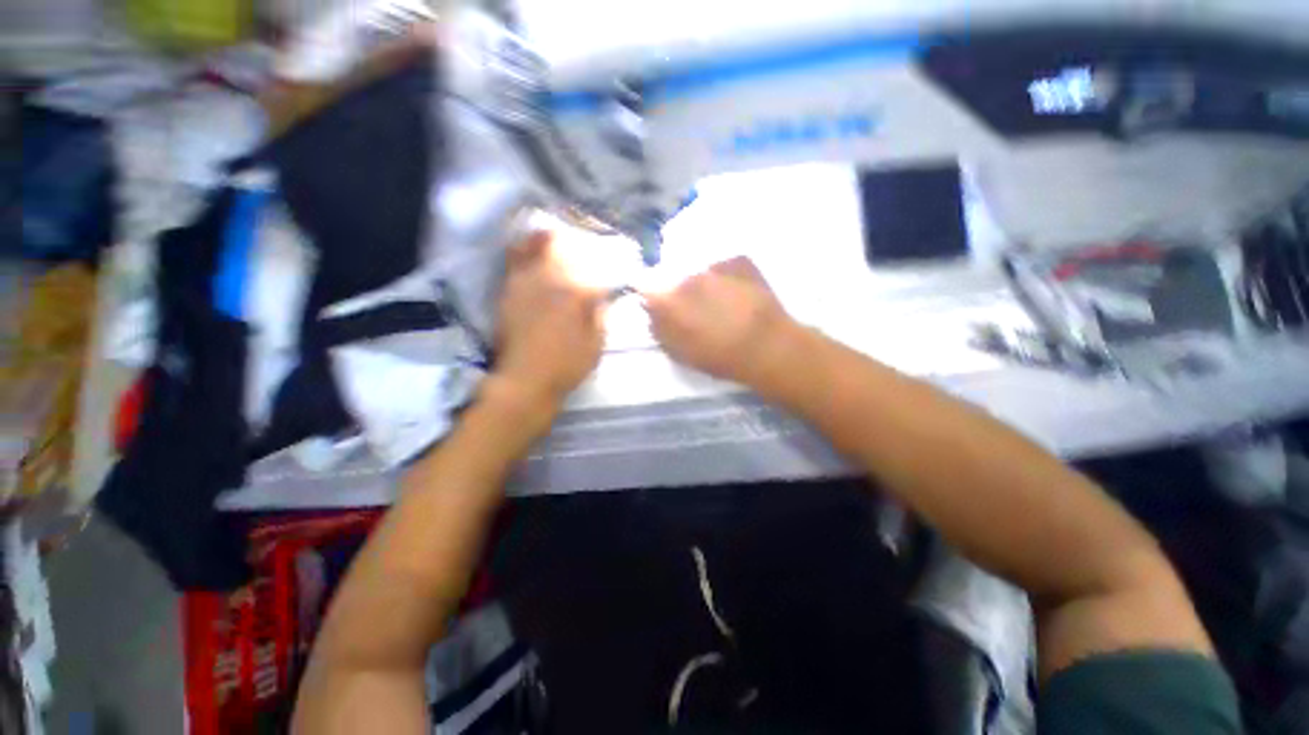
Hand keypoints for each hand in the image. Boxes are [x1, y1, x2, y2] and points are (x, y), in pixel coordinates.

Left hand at [493, 230, 607, 407]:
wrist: (524, 380)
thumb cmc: (567, 366)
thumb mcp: (596, 344)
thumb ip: (601, 315)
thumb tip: (601, 296)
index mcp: (577, 293)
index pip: (595, 269)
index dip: (604, 268)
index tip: (608, 272)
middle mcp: (551, 279)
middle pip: (563, 246)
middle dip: (574, 245)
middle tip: (581, 249)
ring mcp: (526, 281)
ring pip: (536, 245)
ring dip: (548, 239)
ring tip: (555, 237)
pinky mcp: (508, 289)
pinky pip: (515, 259)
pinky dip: (524, 249)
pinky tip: (531, 250)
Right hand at [640, 256, 796, 387]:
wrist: (767, 346)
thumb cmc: (720, 356)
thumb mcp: (682, 354)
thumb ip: (661, 331)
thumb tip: (652, 313)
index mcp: (669, 301)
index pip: (649, 291)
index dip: (655, 300)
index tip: (664, 310)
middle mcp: (686, 277)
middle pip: (677, 282)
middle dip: (684, 294)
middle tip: (701, 312)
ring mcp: (714, 266)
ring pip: (702, 274)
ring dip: (706, 286)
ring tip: (724, 305)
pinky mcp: (739, 261)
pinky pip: (725, 268)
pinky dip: (728, 278)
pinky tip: (741, 295)